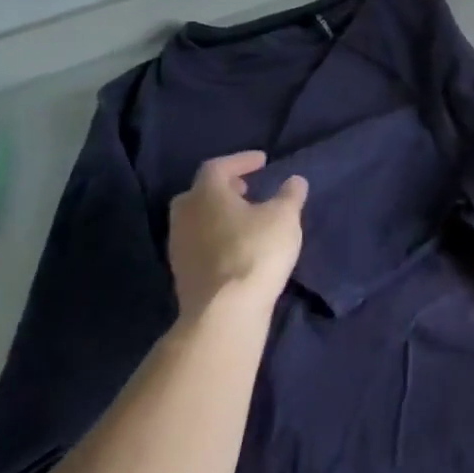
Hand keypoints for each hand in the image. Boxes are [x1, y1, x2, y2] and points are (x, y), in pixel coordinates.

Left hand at [167, 152, 307, 321]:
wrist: (224, 311)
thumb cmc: (255, 251)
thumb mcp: (285, 217)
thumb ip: (290, 195)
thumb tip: (294, 181)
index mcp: (206, 195)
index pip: (218, 167)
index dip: (240, 160)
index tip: (262, 161)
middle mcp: (185, 216)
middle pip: (199, 193)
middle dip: (223, 188)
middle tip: (246, 188)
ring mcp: (179, 246)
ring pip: (197, 219)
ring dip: (219, 214)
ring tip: (246, 218)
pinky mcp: (182, 273)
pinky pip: (199, 242)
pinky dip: (216, 236)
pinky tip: (237, 245)